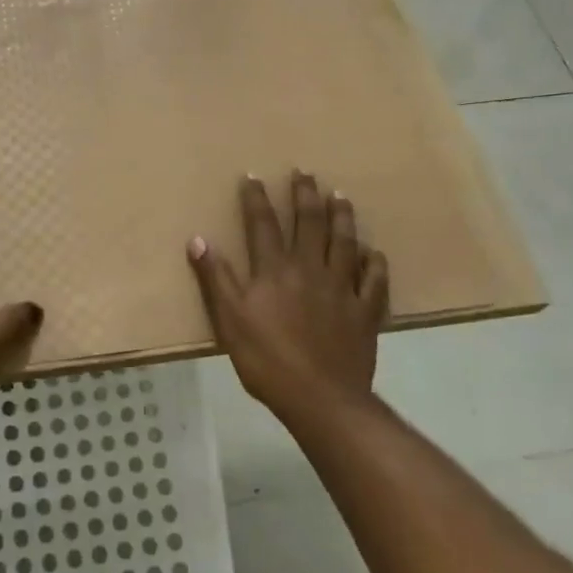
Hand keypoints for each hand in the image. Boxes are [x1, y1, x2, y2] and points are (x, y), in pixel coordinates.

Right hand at [186, 171, 387, 426]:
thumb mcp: (229, 320)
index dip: (257, 199)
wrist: (320, 399)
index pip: (263, 225)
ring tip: (340, 197)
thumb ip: (215, 278)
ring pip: (344, 243)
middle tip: (306, 173)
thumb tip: (198, 240)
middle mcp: (310, 270)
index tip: (253, 176)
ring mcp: (342, 290)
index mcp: (274, 271)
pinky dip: (374, 265)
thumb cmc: (267, 360)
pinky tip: (374, 253)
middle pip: (309, 224)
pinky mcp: (365, 312)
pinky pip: (374, 282)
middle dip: (305, 195)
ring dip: (342, 217)